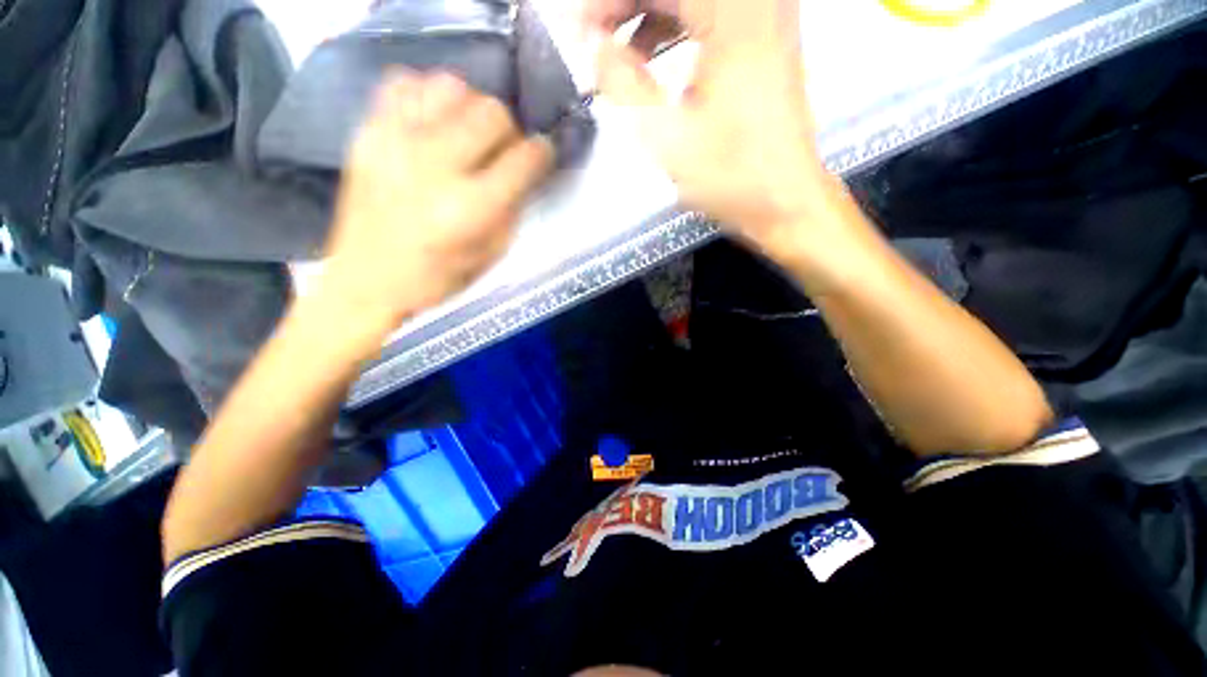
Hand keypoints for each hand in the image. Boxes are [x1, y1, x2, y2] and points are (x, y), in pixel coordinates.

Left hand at [320, 72, 553, 327]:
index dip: (542, 152)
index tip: (541, 156)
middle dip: (509, 129)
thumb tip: (525, 171)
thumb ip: (513, 209)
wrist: (366, 280)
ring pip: (451, 86)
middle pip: (492, 112)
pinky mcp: (368, 132)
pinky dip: (427, 94)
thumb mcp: (491, 255)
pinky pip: (404, 83)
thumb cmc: (438, 278)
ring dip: (470, 106)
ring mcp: (396, 142)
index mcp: (470, 208)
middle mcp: (435, 166)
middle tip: (503, 149)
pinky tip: (432, 120)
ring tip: (466, 131)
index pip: (524, 159)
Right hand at [588, 0, 844, 259]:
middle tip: (595, 42)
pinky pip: (706, 9)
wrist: (783, 199)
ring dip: (646, 12)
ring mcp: (764, 12)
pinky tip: (650, 53)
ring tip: (617, 52)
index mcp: (733, 13)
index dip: (608, 3)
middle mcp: (755, 0)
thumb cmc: (731, 175)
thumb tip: (594, 46)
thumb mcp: (666, 135)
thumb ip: (622, 82)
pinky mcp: (764, 32)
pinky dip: (671, 22)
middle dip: (624, 6)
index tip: (581, 34)